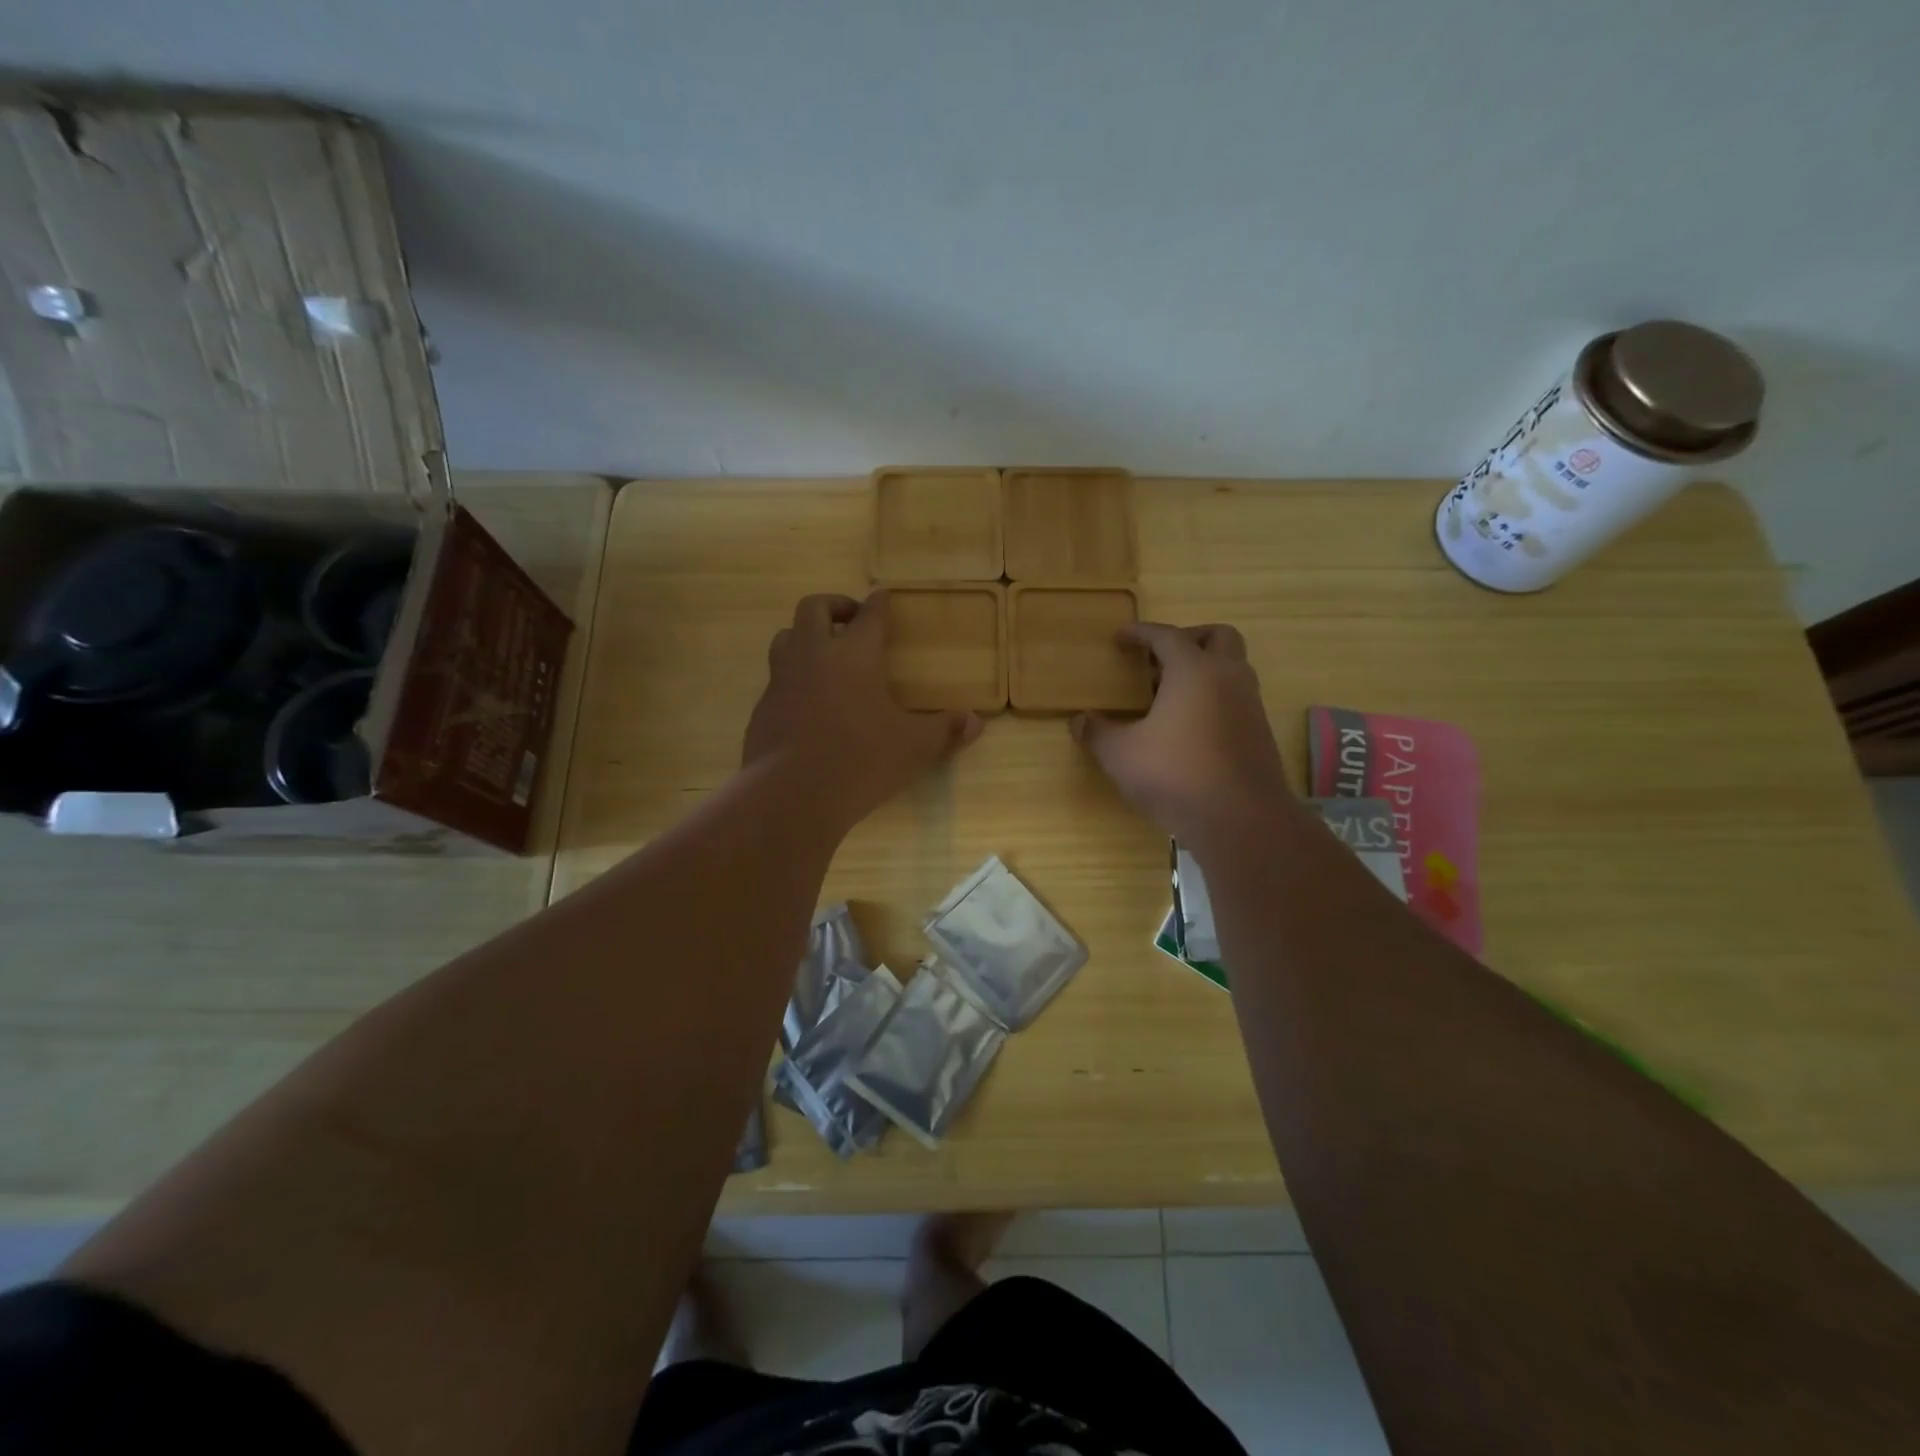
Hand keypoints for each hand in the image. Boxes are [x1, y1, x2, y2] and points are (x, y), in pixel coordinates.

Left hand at [744, 592, 982, 831]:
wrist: (791, 794)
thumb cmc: (860, 760)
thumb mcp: (913, 748)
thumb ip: (945, 731)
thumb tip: (976, 722)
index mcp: (854, 655)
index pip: (869, 614)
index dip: (879, 603)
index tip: (884, 598)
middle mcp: (813, 656)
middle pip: (814, 608)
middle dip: (835, 606)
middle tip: (852, 621)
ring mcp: (782, 680)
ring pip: (785, 638)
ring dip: (805, 637)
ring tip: (825, 655)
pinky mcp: (763, 708)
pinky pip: (776, 679)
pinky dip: (793, 679)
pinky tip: (808, 704)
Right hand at [1071, 622, 1292, 847]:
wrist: (1241, 820)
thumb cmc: (1175, 775)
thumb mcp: (1121, 755)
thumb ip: (1097, 734)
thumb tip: (1079, 721)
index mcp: (1194, 670)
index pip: (1167, 636)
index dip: (1141, 633)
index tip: (1120, 637)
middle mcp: (1228, 678)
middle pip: (1218, 636)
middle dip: (1189, 638)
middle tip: (1159, 658)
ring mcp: (1250, 705)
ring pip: (1232, 667)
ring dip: (1204, 669)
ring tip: (1168, 694)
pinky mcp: (1259, 733)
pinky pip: (1236, 698)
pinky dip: (1214, 697)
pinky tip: (1188, 726)